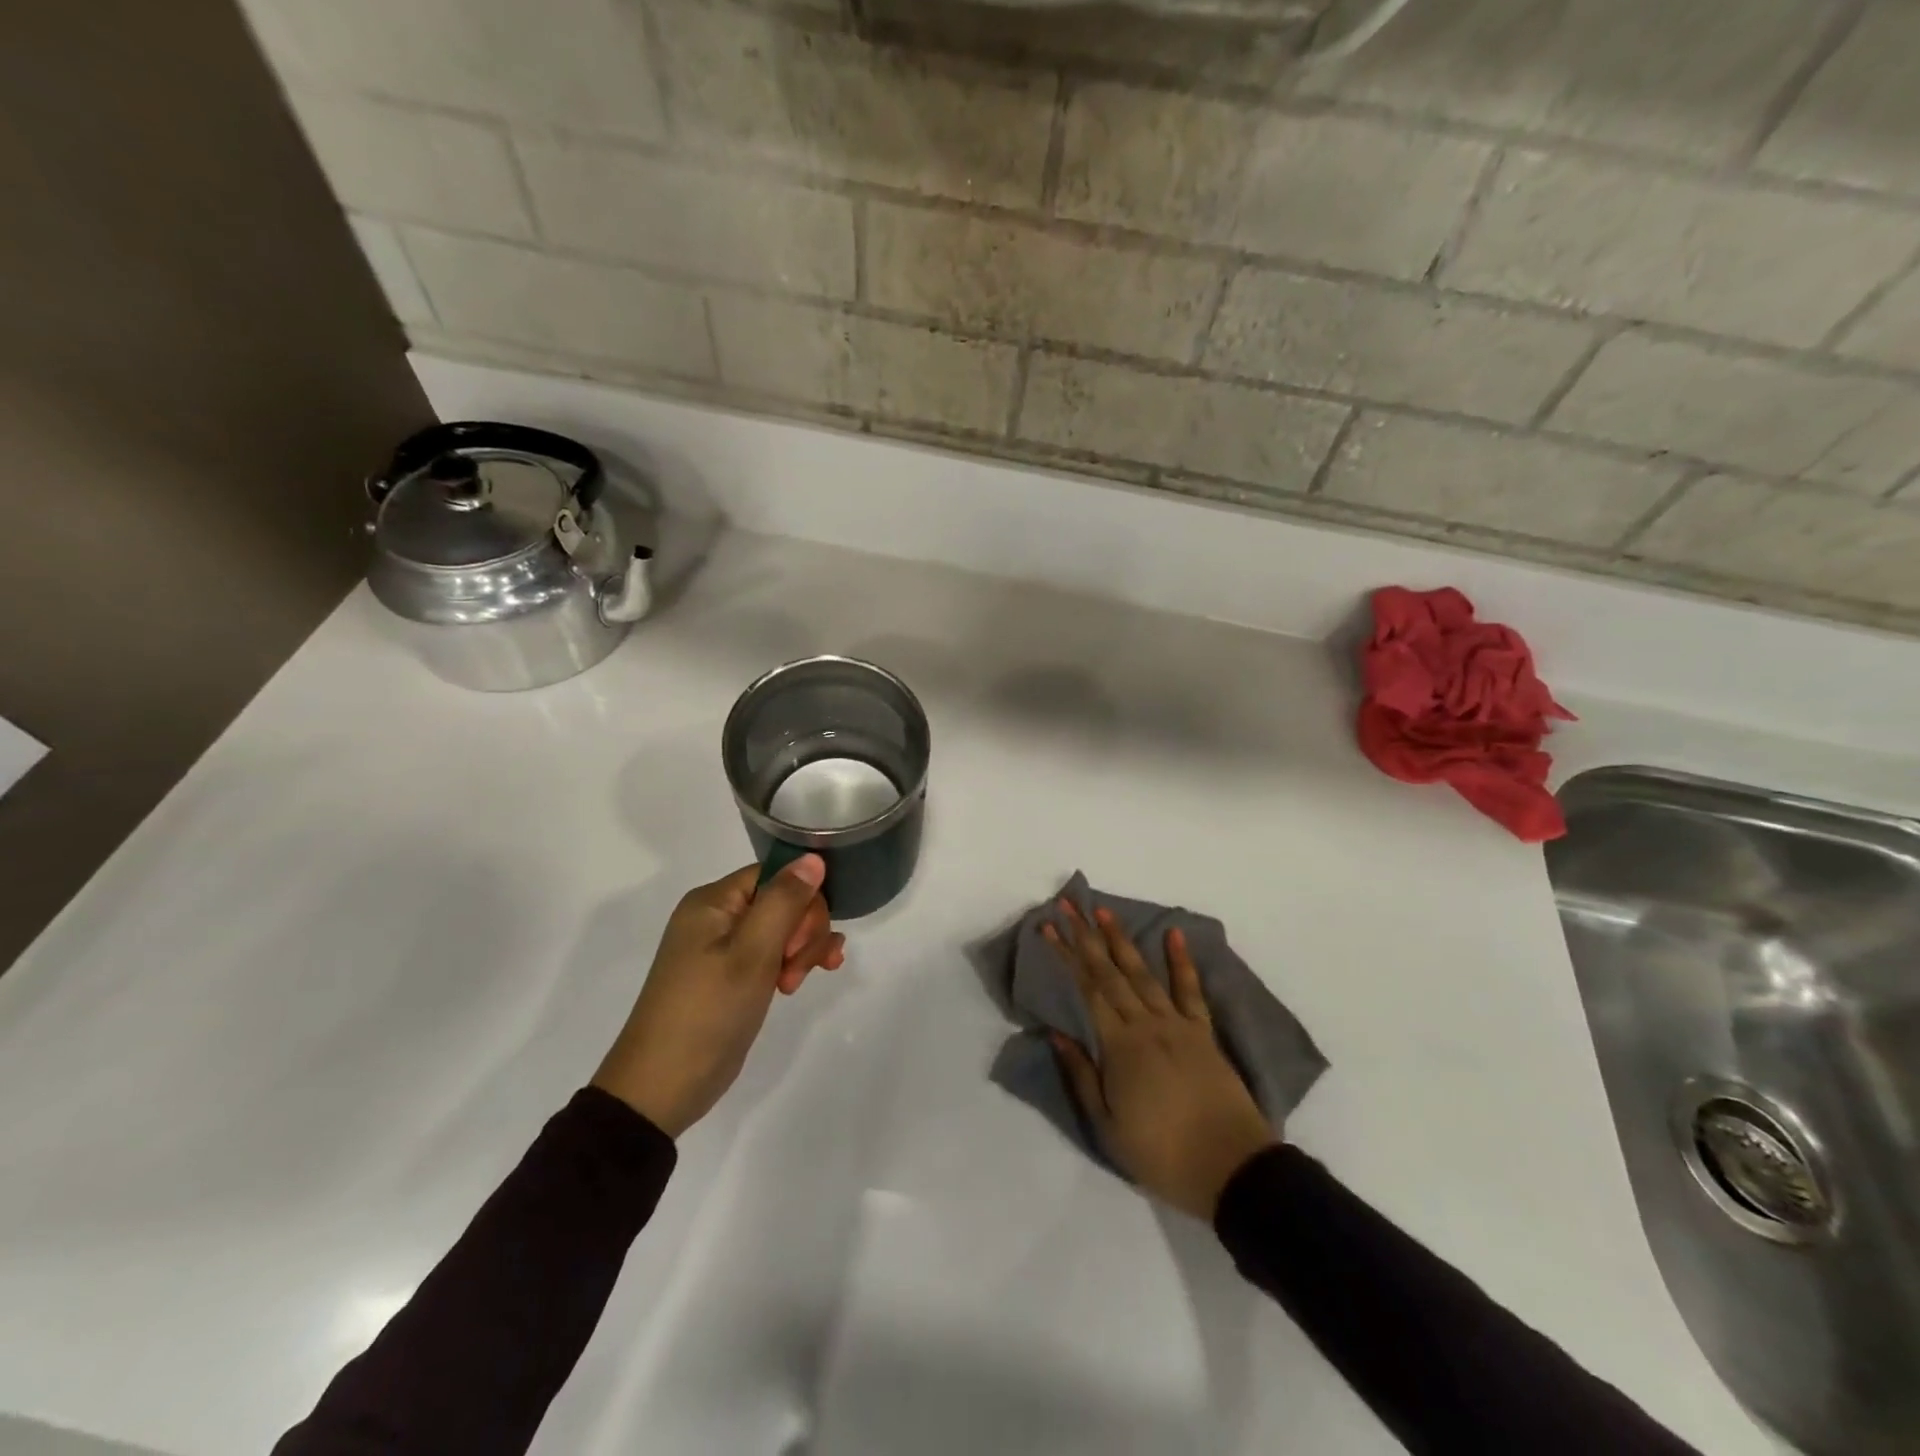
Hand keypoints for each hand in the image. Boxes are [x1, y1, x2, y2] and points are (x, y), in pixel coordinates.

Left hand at [592, 855, 844, 1137]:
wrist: (662, 1087)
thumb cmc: (707, 1011)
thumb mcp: (752, 952)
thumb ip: (785, 901)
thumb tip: (814, 858)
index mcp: (713, 901)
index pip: (776, 875)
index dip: (801, 901)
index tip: (802, 940)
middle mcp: (717, 917)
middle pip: (782, 901)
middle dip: (803, 931)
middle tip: (794, 969)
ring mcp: (723, 948)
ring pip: (783, 929)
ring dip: (802, 951)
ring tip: (795, 984)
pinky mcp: (731, 976)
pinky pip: (772, 953)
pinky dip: (792, 963)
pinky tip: (803, 980)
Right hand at [1045, 903, 1276, 1219]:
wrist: (1232, 1169)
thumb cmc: (1162, 1154)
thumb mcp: (1108, 1125)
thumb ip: (1082, 1075)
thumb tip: (1058, 1032)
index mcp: (1120, 1045)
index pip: (1086, 989)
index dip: (1066, 955)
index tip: (1049, 928)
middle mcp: (1146, 1024)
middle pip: (1110, 973)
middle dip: (1086, 936)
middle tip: (1068, 904)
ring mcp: (1178, 1024)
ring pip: (1143, 973)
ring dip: (1122, 940)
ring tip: (1104, 912)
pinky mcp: (1203, 1033)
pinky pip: (1190, 990)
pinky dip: (1182, 961)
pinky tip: (1174, 934)